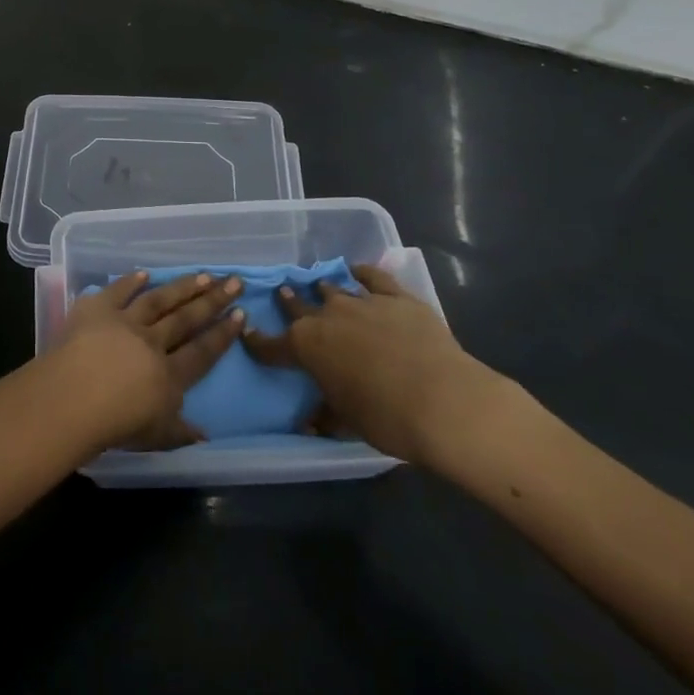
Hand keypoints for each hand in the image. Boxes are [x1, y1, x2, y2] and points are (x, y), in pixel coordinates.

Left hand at [51, 271, 245, 450]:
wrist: (72, 399)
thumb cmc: (114, 425)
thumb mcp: (155, 437)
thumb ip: (180, 433)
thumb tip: (205, 435)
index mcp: (169, 375)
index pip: (202, 351)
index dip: (222, 334)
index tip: (240, 313)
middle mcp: (152, 342)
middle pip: (186, 319)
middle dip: (212, 300)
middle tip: (234, 281)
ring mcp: (124, 322)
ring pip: (158, 300)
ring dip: (182, 287)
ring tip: (203, 274)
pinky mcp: (97, 309)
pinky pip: (118, 291)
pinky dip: (130, 281)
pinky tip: (145, 272)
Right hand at [241, 261, 503, 464]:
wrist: (445, 402)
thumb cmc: (387, 418)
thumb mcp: (348, 423)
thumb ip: (326, 415)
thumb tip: (309, 423)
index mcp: (306, 347)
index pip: (272, 344)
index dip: (258, 342)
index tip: (248, 335)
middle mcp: (327, 317)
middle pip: (299, 305)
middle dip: (289, 301)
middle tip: (284, 292)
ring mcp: (362, 302)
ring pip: (334, 289)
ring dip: (325, 290)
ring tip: (320, 287)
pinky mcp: (396, 298)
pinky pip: (374, 277)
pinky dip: (362, 272)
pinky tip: (357, 270)